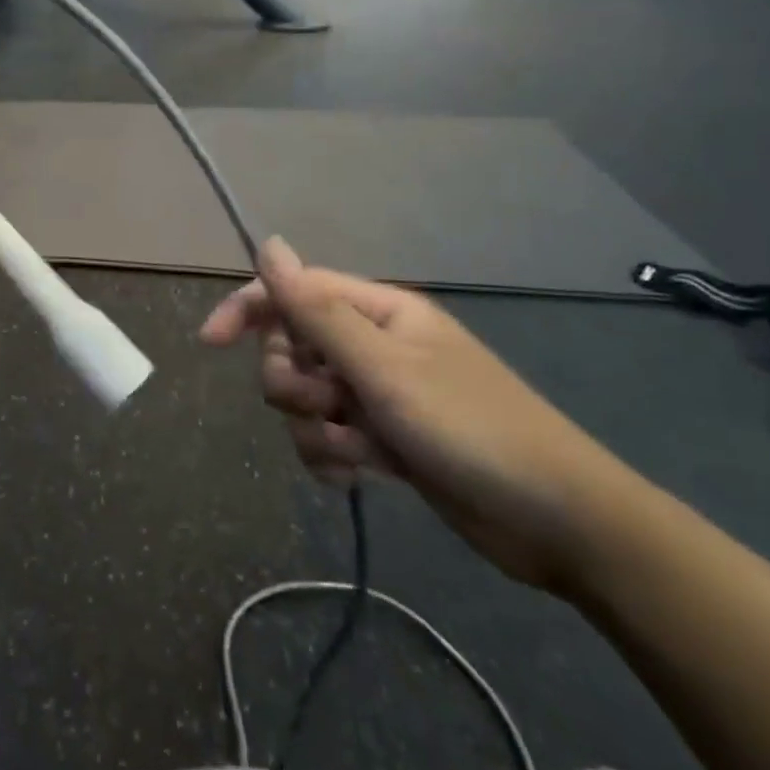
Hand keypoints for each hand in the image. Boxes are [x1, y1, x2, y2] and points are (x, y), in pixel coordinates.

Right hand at [200, 239, 638, 594]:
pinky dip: (331, 456)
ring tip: (356, 453)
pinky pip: (327, 436)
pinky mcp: (384, 438)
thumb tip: (268, 245)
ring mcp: (379, 394)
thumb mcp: (383, 368)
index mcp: (378, 312)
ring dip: (315, 428)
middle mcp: (373, 345)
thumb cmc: (470, 429)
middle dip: (295, 383)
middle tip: (328, 407)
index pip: (293, 292)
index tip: (210, 343)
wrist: (560, 524)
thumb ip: (317, 310)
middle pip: (292, 348)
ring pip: (305, 398)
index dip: (247, 309)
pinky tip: (357, 475)